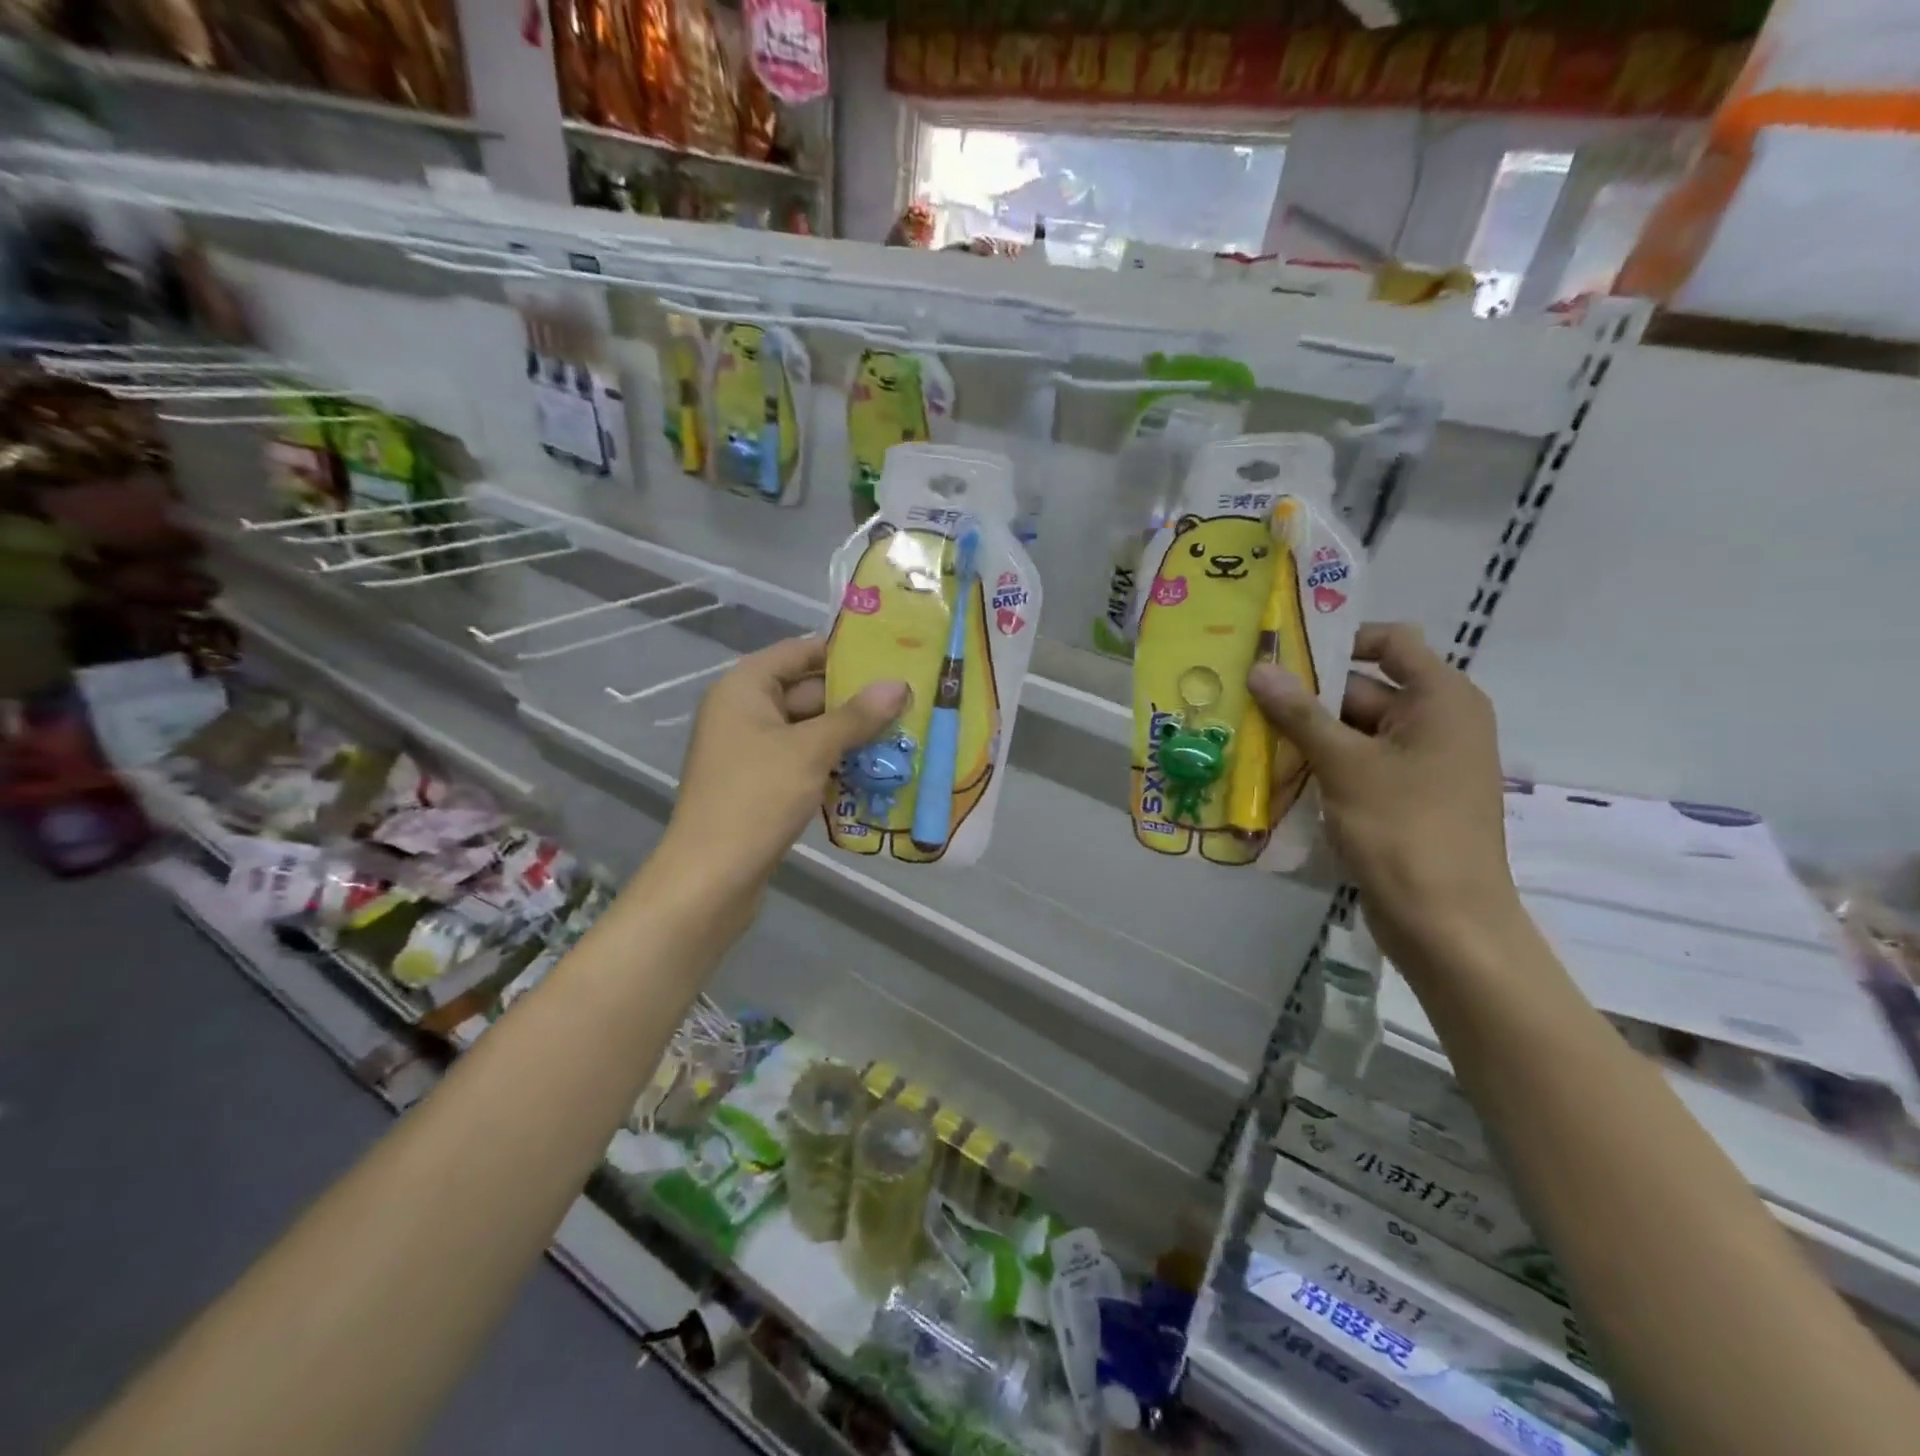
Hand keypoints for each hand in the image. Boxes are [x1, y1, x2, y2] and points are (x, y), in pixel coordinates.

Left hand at [666, 636, 906, 894]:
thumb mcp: (812, 751)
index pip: (799, 651)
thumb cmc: (757, 798)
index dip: (842, 652)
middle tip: (908, 699)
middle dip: (855, 698)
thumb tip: (898, 684)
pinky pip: (803, 760)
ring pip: (808, 729)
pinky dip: (833, 762)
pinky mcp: (760, 784)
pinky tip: (874, 769)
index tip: (890, 655)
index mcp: (744, 688)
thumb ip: (856, 716)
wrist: (711, 877)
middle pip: (806, 690)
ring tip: (903, 732)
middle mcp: (743, 711)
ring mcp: (750, 750)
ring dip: (849, 734)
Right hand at [1248, 623, 1518, 967]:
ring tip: (1247, 735)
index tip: (1284, 655)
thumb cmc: (1403, 829)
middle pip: (1363, 690)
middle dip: (1306, 697)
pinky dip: (1321, 765)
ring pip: (1353, 732)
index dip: (1339, 641)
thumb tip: (1259, 669)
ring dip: (1306, 735)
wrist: (1444, 922)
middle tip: (1245, 700)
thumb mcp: (1345, 764)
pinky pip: (1357, 765)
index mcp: (1441, 699)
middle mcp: (1437, 722)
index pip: (1390, 643)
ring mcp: (1421, 763)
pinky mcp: (1403, 797)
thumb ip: (1300, 713)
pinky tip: (1274, 773)